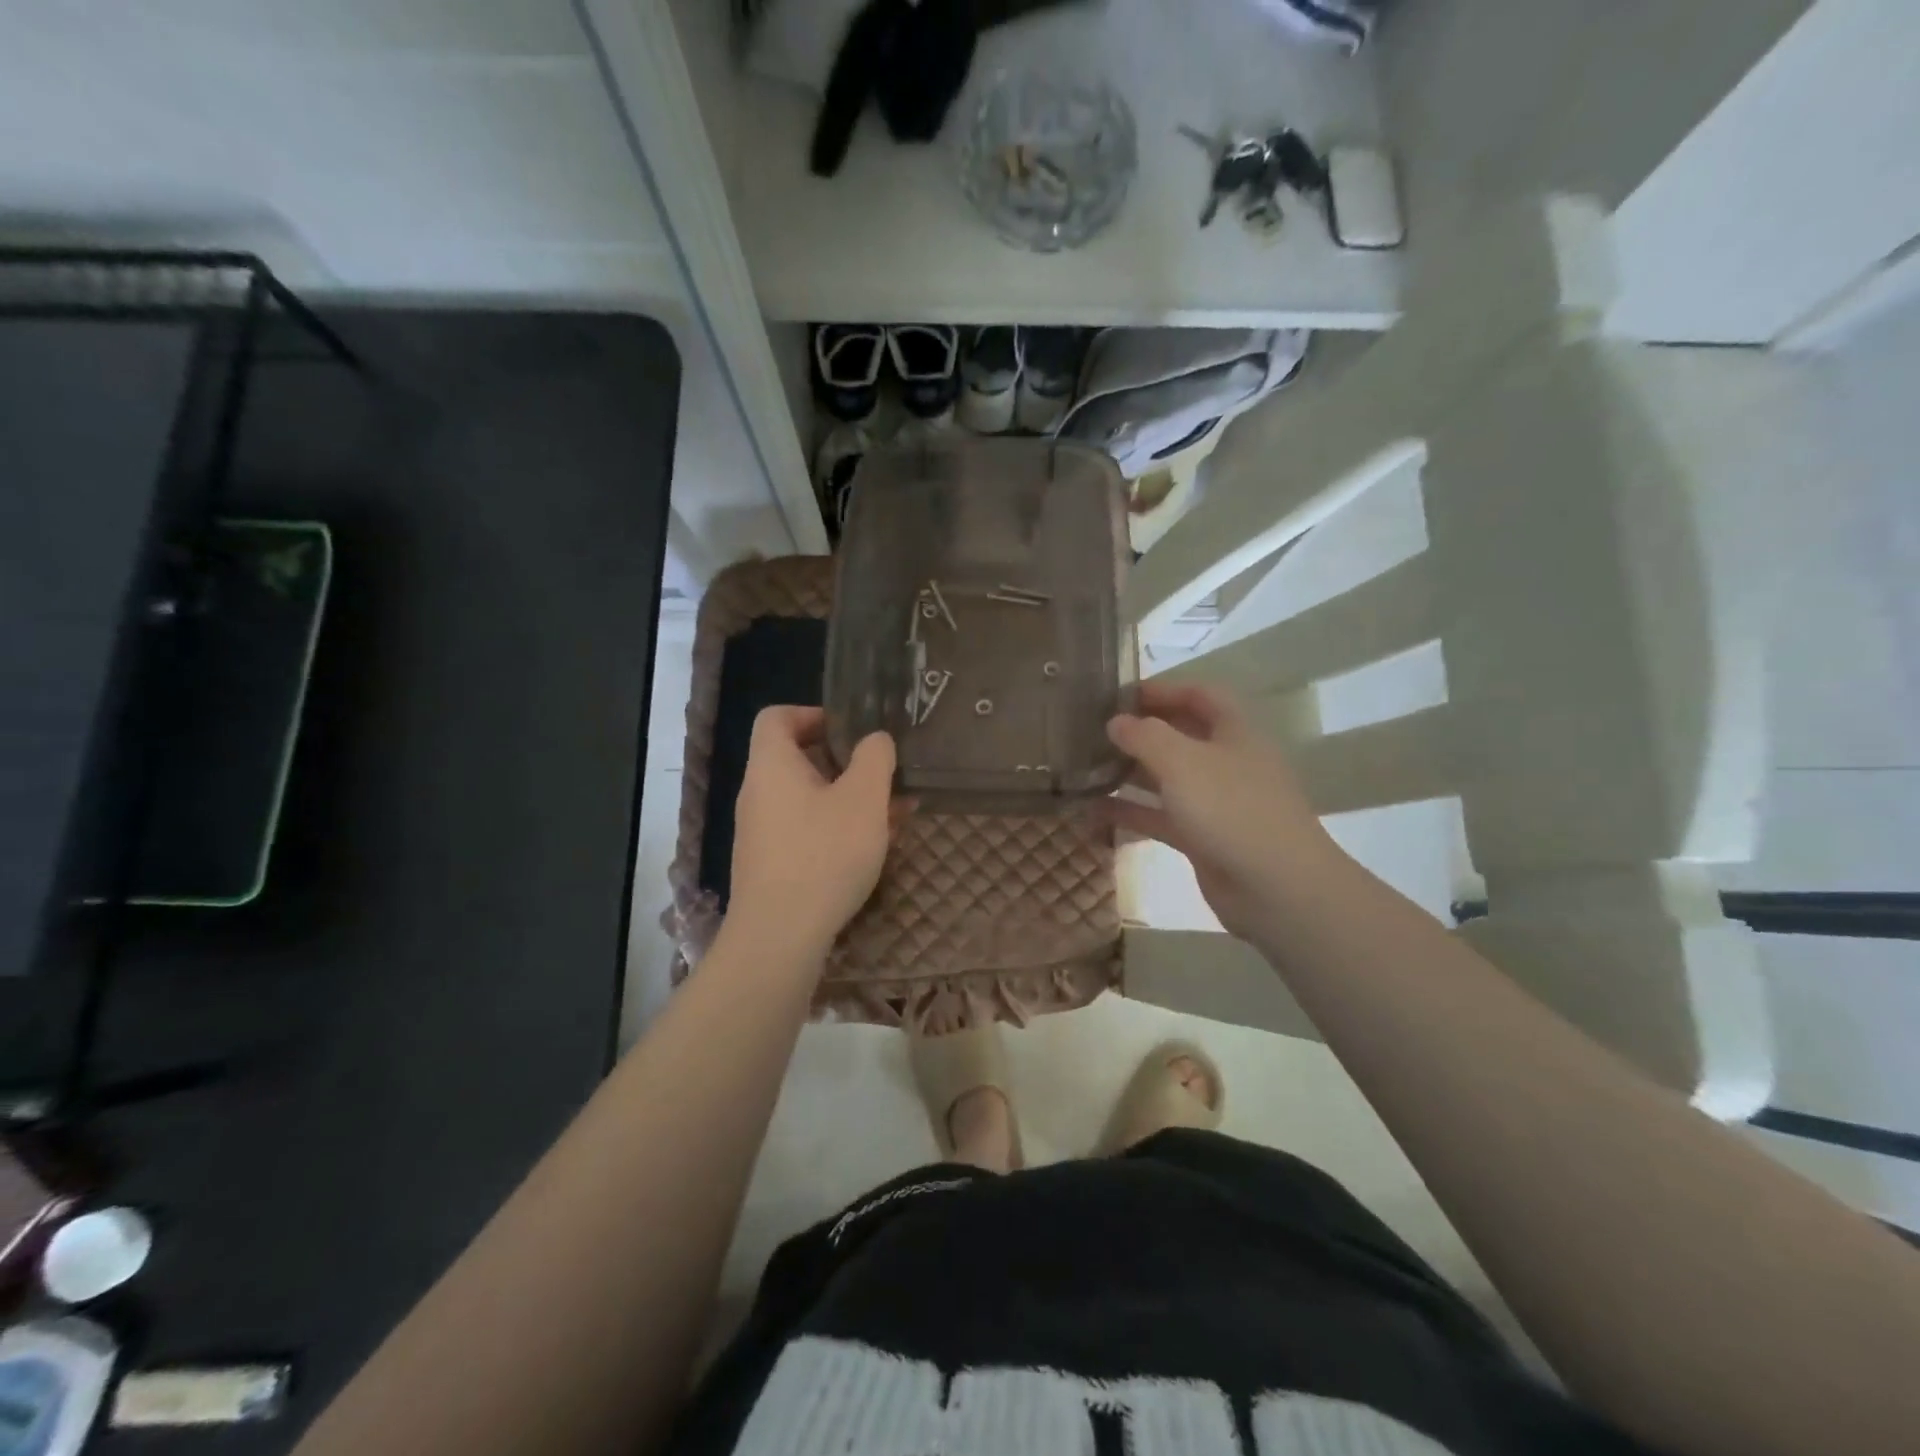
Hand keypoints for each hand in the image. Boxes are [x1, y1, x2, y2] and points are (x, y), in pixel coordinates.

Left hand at [728, 706, 897, 958]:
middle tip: (883, 774)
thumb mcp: (863, 799)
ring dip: (849, 799)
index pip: (776, 717)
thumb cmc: (824, 855)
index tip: (851, 730)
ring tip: (894, 812)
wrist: (780, 937)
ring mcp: (762, 832)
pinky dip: (838, 828)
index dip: (813, 713)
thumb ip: (874, 758)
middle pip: (797, 759)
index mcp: (771, 766)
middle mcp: (759, 793)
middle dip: (845, 763)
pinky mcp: (772, 864)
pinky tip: (874, 847)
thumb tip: (875, 740)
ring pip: (809, 799)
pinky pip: (807, 830)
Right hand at [1106, 682, 1339, 944]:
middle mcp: (1226, 762)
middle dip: (1140, 731)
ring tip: (1086, 767)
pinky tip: (1094, 811)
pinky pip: (1161, 816)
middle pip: (1181, 735)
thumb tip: (1116, 722)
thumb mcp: (1183, 762)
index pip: (1200, 695)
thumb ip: (1145, 736)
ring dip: (1130, 772)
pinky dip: (1131, 811)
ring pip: (1167, 778)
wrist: (1276, 889)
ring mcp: (1216, 802)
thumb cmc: (1231, 810)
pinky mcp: (1203, 838)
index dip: (1163, 689)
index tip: (1119, 694)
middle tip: (1094, 731)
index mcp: (1234, 732)